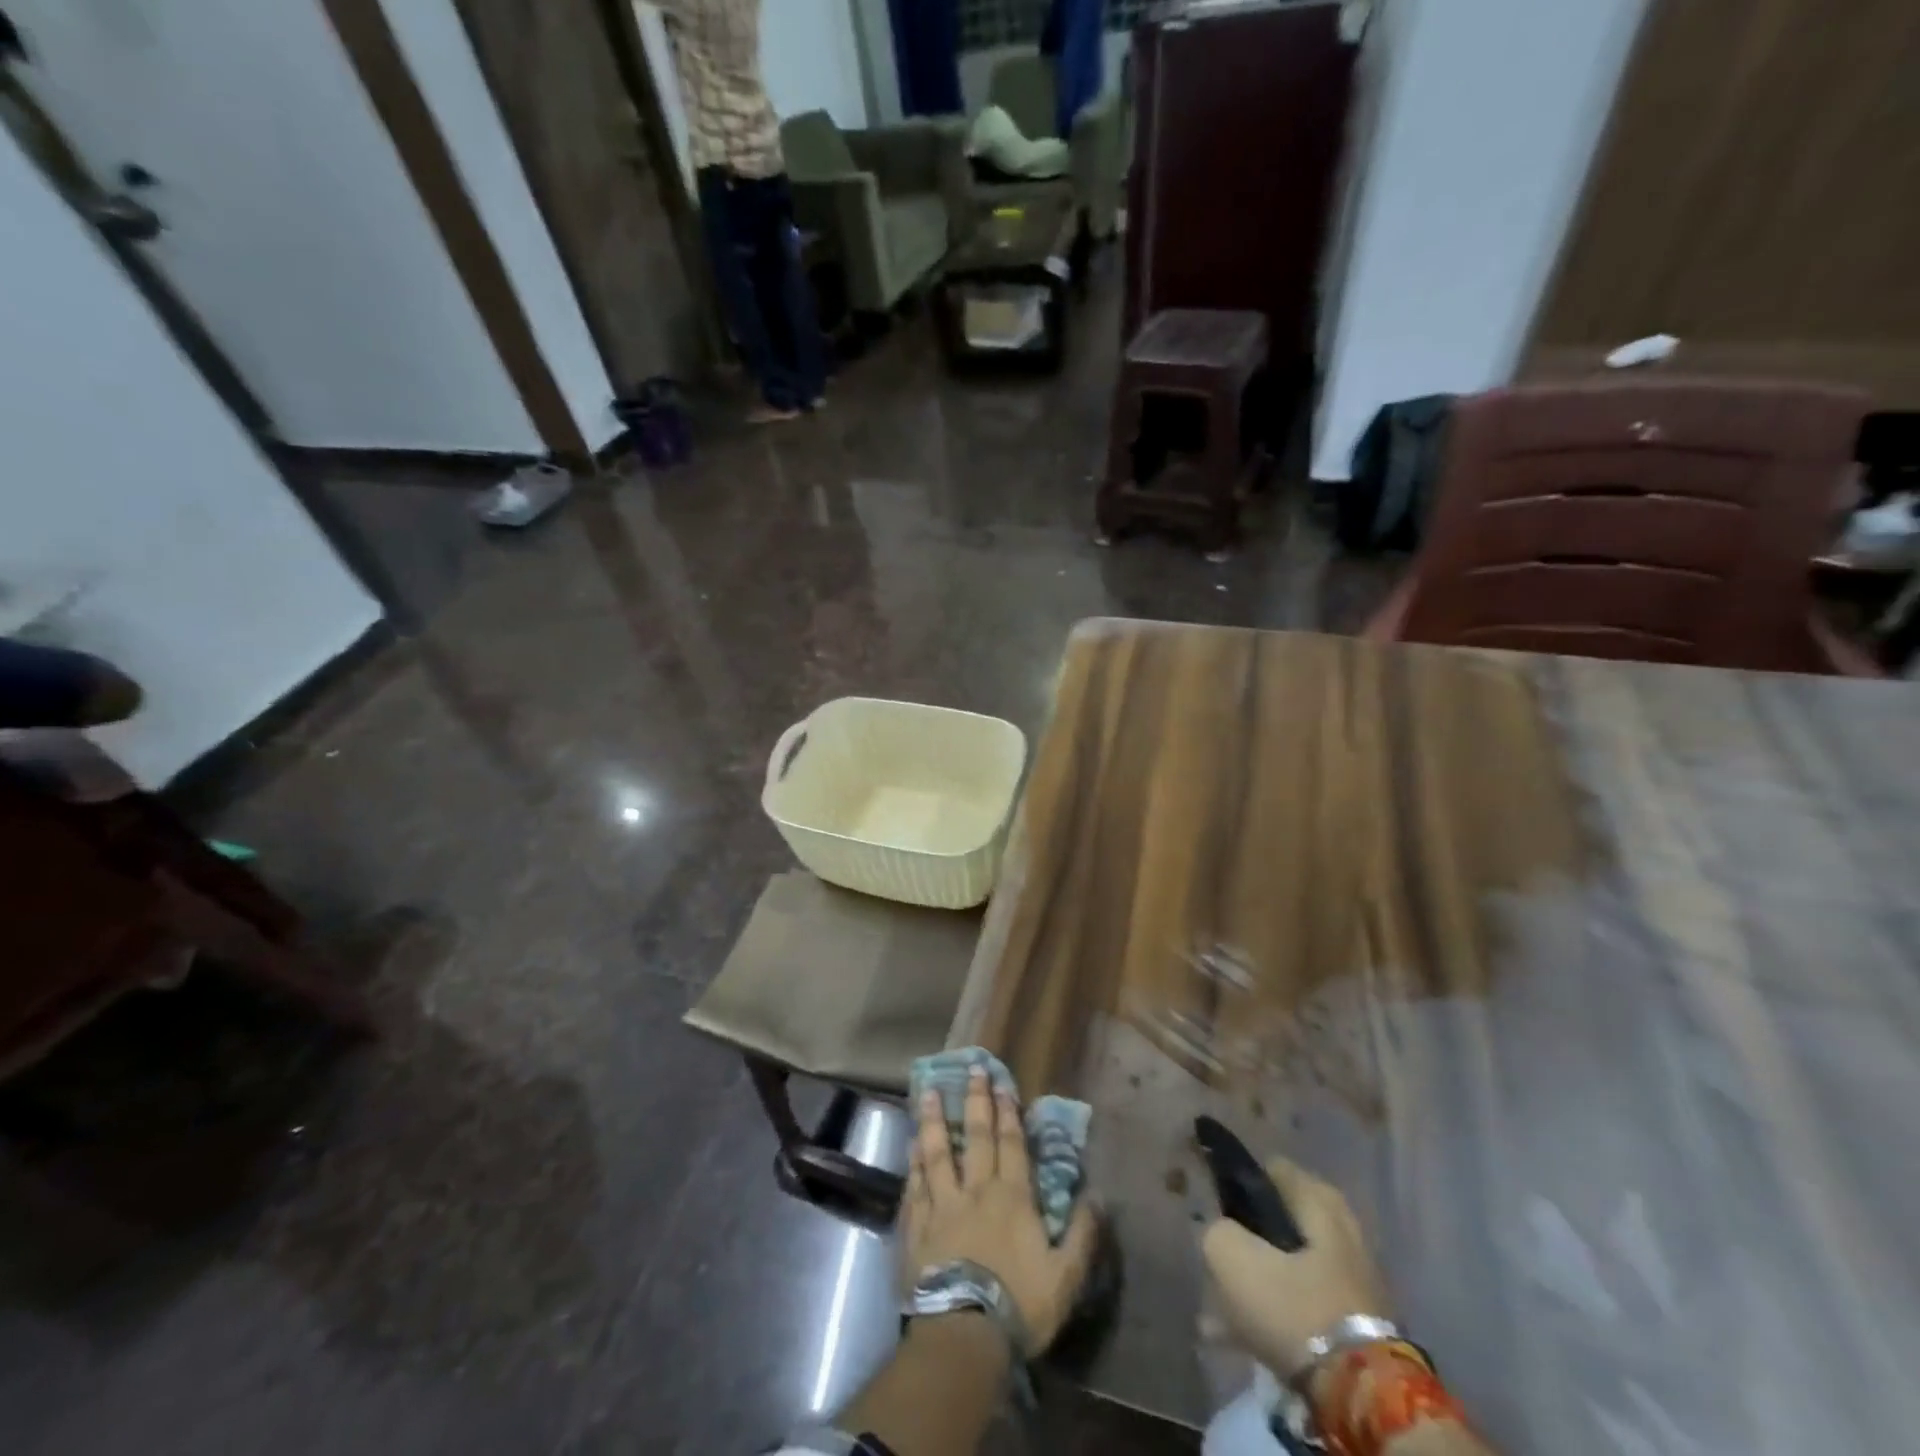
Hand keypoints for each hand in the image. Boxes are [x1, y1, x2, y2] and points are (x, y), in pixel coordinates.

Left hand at [904, 1069, 1098, 1353]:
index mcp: (1012, 1198)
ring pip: (937, 1153)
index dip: (1008, 1112)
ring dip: (934, 1120)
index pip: (1011, 1144)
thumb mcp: (1065, 1276)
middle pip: (975, 1137)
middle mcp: (975, 1191)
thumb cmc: (1019, 1304)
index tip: (1002, 1082)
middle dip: (975, 1101)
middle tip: (972, 1069)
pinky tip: (910, 1145)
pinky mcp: (917, 1228)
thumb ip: (1082, 1234)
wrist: (964, 1335)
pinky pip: (914, 1186)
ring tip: (928, 1091)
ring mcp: (942, 1206)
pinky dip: (913, 1163)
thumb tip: (1097, 1196)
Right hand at [1200, 1155, 1389, 1379]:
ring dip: (1258, 1277)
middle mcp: (1342, 1226)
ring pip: (1289, 1264)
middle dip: (1247, 1234)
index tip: (1213, 1203)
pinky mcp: (1358, 1319)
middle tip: (1220, 1252)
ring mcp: (1354, 1274)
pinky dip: (1275, 1309)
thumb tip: (1220, 1232)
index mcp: (1317, 1198)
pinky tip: (1242, 1330)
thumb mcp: (1230, 1255)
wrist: (1361, 1394)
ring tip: (1220, 1303)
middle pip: (1279, 1218)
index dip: (1235, 1180)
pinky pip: (1303, 1301)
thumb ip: (1215, 1229)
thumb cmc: (1293, 1305)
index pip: (1267, 1168)